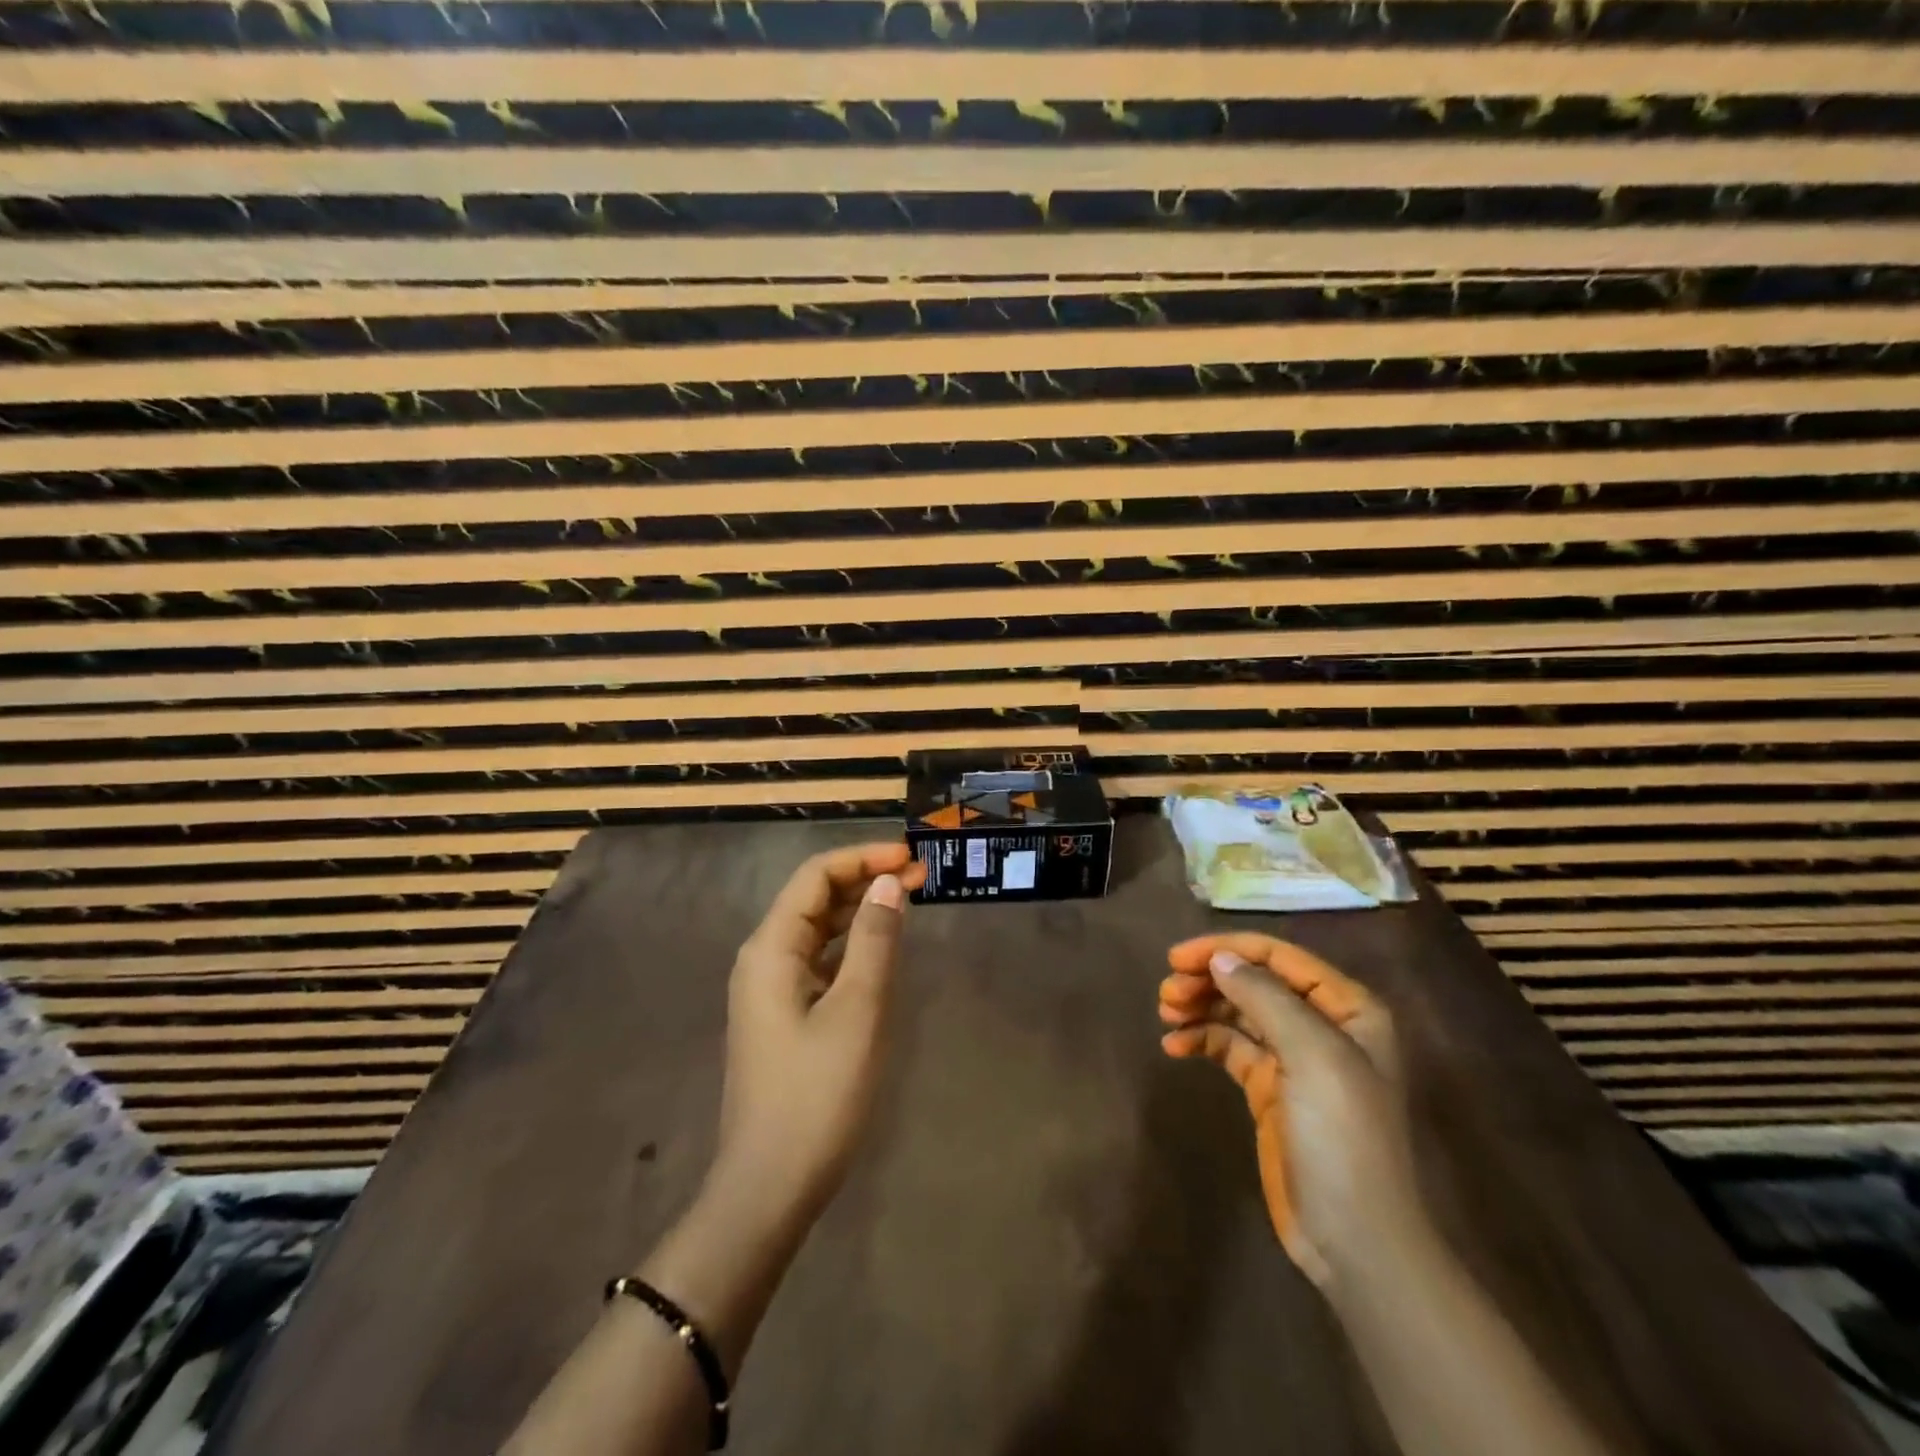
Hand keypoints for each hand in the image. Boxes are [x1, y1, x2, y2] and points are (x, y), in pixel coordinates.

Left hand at [713, 841, 925, 1221]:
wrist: (768, 1188)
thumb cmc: (816, 1095)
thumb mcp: (857, 1010)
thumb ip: (874, 939)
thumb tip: (889, 882)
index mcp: (771, 948)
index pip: (815, 876)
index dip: (863, 857)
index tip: (910, 858)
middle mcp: (763, 958)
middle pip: (814, 898)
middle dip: (864, 880)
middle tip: (920, 878)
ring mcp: (770, 989)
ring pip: (817, 929)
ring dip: (859, 911)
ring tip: (907, 904)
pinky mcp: (783, 1015)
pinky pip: (818, 961)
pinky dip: (850, 946)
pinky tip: (880, 952)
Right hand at [1158, 933, 1421, 1286]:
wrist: (1354, 1239)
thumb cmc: (1342, 1136)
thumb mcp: (1311, 1056)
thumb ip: (1265, 997)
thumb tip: (1219, 958)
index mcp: (1347, 1008)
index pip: (1279, 957)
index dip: (1227, 950)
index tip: (1177, 958)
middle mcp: (1322, 1026)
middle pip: (1255, 982)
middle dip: (1209, 980)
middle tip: (1166, 992)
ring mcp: (1294, 1059)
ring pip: (1238, 1012)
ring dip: (1200, 1007)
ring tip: (1165, 1014)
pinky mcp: (1269, 1090)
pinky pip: (1229, 1048)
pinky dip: (1201, 1040)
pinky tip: (1174, 1047)